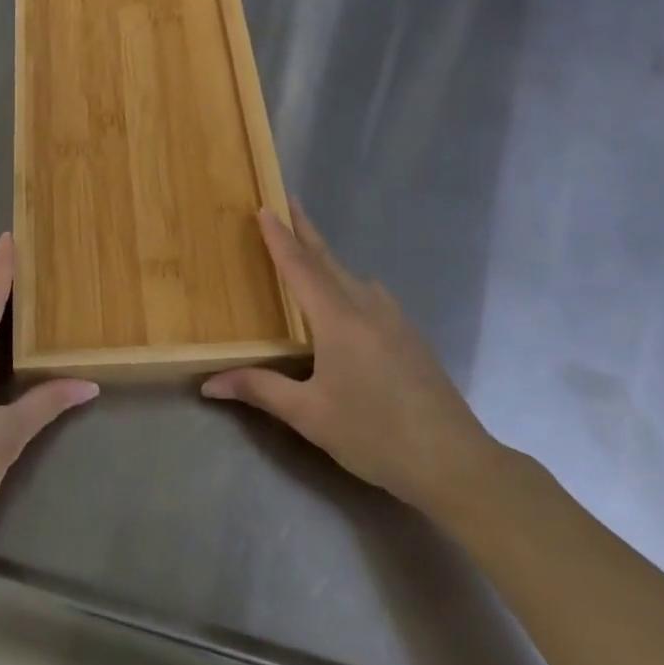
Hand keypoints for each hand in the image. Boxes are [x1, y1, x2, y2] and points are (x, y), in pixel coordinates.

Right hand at [202, 205, 502, 515]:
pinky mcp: (410, 337)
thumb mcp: (310, 415)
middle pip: (329, 261)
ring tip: (308, 249)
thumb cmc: (374, 435)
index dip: (280, 238)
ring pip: (352, 277)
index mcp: (338, 320)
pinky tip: (348, 300)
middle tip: (287, 203)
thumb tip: (209, 383)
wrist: (454, 461)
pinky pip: (370, 295)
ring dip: (327, 258)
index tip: (265, 208)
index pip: (301, 268)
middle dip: (305, 232)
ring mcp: (394, 320)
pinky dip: (348, 283)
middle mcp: (367, 308)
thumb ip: (260, 390)